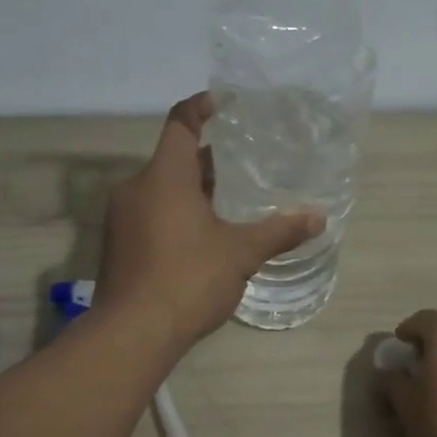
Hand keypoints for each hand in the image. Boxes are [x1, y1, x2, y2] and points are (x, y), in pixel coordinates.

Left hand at [95, 93, 322, 347]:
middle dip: (209, 162)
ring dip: (193, 192)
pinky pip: (150, 216)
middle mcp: (136, 189)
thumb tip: (319, 217)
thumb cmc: (188, 280)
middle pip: (174, 160)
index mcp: (164, 177)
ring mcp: (122, 218)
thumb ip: (279, 231)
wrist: (133, 333)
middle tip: (245, 166)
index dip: (202, 107)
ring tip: (231, 204)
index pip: (181, 124)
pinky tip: (203, 239)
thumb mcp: (240, 253)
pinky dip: (176, 216)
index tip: (226, 103)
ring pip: (162, 191)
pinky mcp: (117, 246)